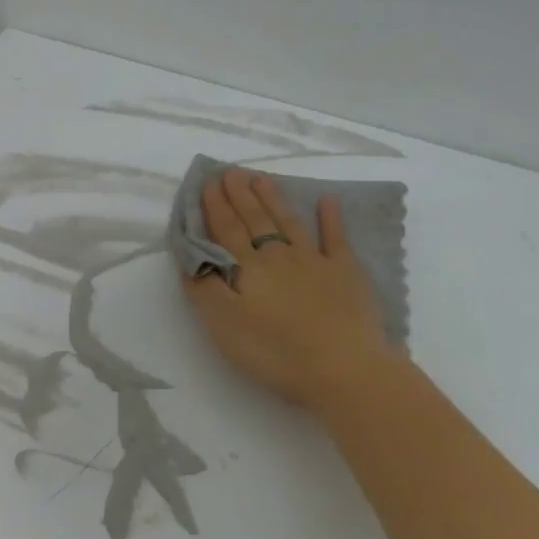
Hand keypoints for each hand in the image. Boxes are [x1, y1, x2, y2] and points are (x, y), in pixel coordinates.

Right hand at [184, 168, 399, 409]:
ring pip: (289, 222)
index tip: (208, 182)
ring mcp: (315, 260)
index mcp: (248, 269)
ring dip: (274, 199)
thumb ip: (205, 291)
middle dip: (240, 195)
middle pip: (256, 220)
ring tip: (262, 177)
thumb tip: (192, 260)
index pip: (226, 231)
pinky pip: (336, 237)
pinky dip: (331, 218)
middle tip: (231, 171)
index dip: (215, 207)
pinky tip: (327, 200)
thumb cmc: (277, 353)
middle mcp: (279, 256)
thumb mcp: (225, 327)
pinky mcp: (347, 272)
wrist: (343, 368)